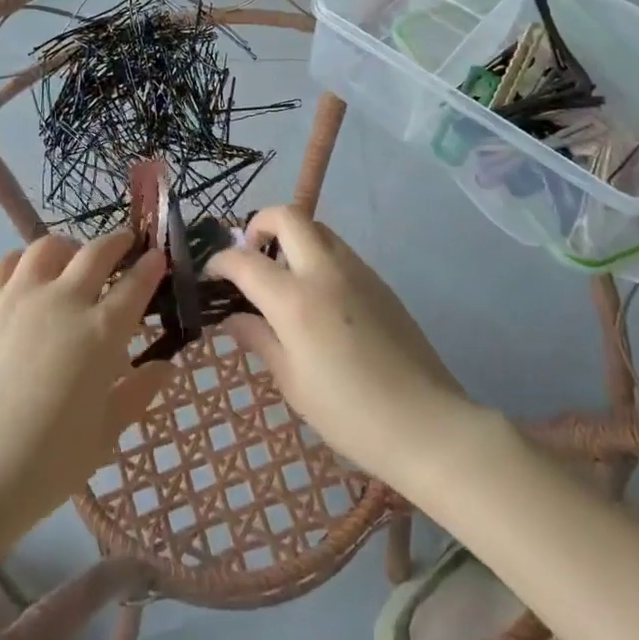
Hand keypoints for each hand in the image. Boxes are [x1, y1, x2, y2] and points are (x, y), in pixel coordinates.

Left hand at [0, 230, 174, 538]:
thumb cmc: (48, 464)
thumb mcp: (106, 434)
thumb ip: (138, 392)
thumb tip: (167, 366)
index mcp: (101, 333)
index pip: (136, 284)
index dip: (151, 267)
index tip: (159, 258)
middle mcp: (64, 302)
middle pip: (97, 252)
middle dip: (118, 243)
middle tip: (127, 246)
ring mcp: (21, 298)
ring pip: (51, 246)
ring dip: (70, 247)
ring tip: (74, 261)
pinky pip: (6, 262)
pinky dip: (23, 260)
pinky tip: (29, 277)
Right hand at [209, 207, 468, 488]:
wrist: (426, 423)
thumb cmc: (349, 413)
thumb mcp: (292, 382)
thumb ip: (259, 339)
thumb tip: (233, 317)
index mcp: (295, 300)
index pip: (245, 261)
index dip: (220, 262)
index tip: (212, 274)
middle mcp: (325, 271)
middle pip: (288, 216)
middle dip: (260, 224)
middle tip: (251, 256)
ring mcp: (357, 271)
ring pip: (317, 228)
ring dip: (292, 238)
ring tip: (283, 277)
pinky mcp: (379, 281)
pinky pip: (339, 251)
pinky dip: (317, 256)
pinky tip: (317, 298)